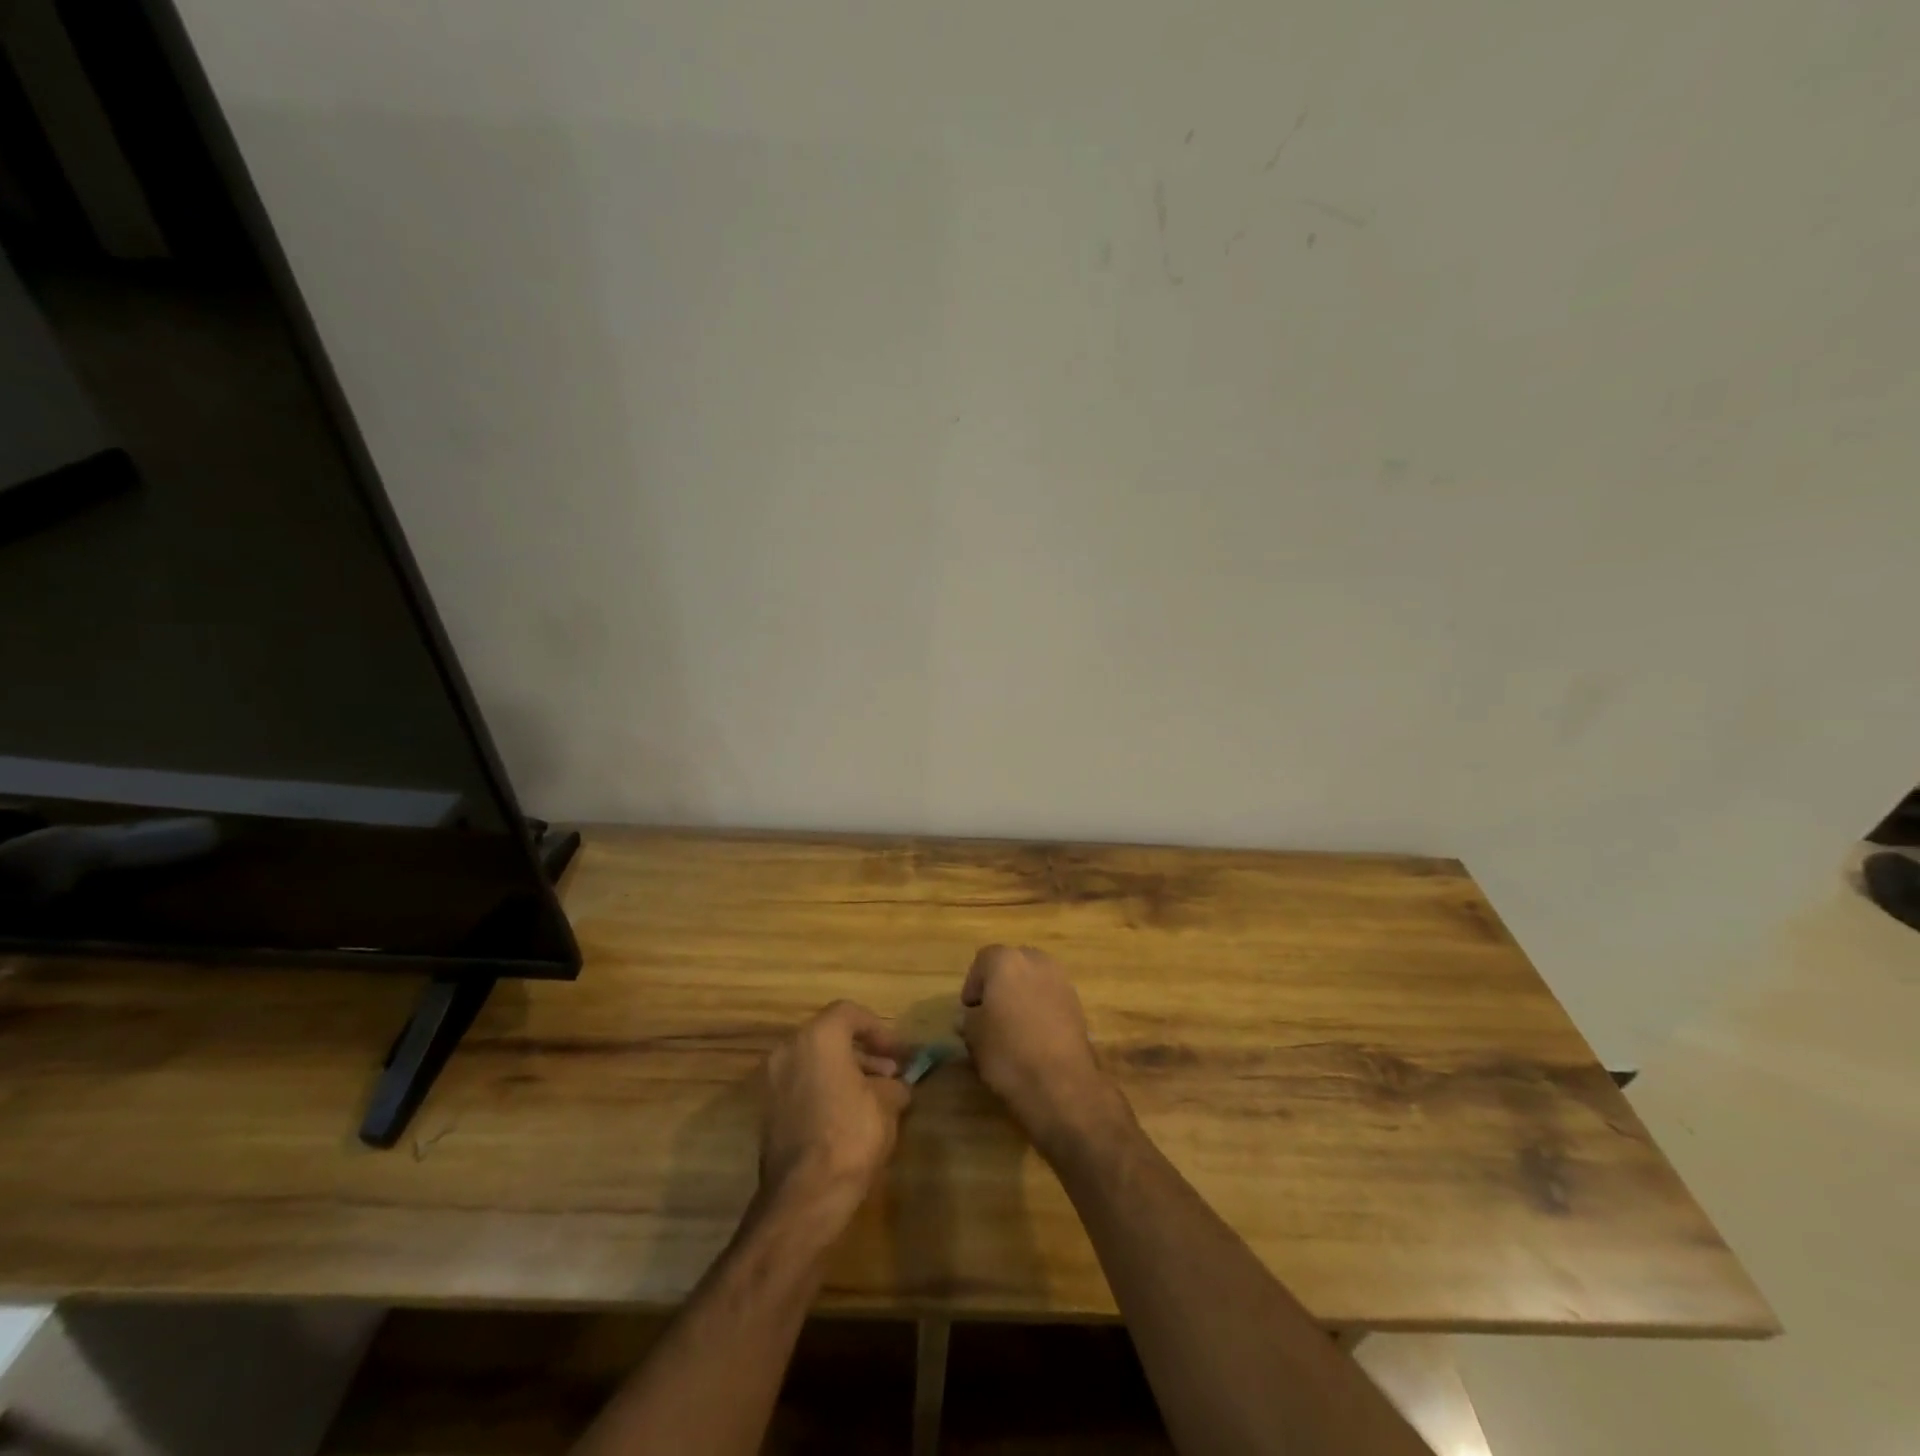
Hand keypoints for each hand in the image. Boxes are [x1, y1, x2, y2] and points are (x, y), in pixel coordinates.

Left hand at [760, 1001, 912, 1229]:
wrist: (805, 1196)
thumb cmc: (851, 1135)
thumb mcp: (887, 1104)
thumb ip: (893, 1085)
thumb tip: (896, 1086)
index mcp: (817, 1037)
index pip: (849, 1013)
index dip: (879, 1029)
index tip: (899, 1053)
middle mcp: (788, 1050)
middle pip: (830, 1037)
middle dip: (863, 1052)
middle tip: (890, 1074)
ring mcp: (772, 1081)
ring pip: (814, 1062)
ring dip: (845, 1072)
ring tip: (875, 1097)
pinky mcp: (767, 1112)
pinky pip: (802, 1086)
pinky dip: (825, 1090)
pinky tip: (849, 1115)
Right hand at [960, 945, 1128, 1158]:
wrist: (1061, 1084)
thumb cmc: (1008, 1053)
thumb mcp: (974, 1036)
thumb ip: (969, 1018)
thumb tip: (971, 1016)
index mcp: (1006, 961)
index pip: (983, 959)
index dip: (973, 984)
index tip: (970, 1010)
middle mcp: (1037, 961)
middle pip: (1012, 964)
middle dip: (1000, 984)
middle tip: (990, 1013)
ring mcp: (1061, 981)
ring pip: (1034, 979)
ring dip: (1023, 995)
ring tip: (1014, 1026)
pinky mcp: (1078, 1003)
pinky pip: (1051, 997)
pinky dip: (1041, 1008)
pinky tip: (1035, 1036)